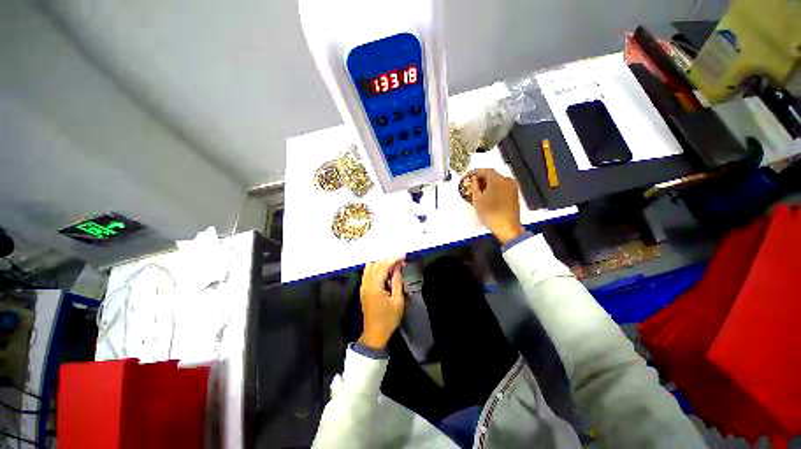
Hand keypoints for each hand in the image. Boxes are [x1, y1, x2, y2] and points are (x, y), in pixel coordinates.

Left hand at [358, 257, 405, 349]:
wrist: (375, 334)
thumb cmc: (388, 319)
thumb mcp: (397, 301)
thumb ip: (397, 282)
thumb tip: (398, 267)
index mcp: (375, 287)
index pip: (383, 266)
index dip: (393, 259)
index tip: (403, 256)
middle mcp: (366, 284)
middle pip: (375, 264)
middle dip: (388, 259)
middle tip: (401, 261)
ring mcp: (363, 286)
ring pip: (370, 267)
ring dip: (381, 263)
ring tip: (394, 264)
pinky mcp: (363, 289)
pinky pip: (368, 273)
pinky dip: (376, 268)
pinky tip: (385, 271)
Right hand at [470, 168, 525, 243]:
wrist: (506, 226)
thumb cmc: (491, 213)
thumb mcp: (477, 199)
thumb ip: (474, 186)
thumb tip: (474, 181)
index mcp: (498, 180)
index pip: (486, 170)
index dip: (477, 172)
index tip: (471, 175)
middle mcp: (507, 181)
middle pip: (493, 175)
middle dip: (483, 178)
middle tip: (474, 184)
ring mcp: (512, 187)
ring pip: (498, 181)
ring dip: (489, 184)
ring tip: (480, 191)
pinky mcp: (514, 194)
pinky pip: (503, 187)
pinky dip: (495, 188)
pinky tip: (489, 195)